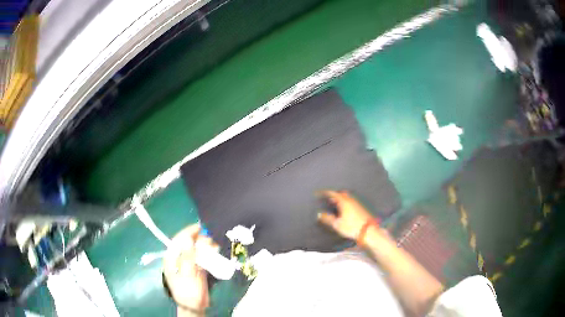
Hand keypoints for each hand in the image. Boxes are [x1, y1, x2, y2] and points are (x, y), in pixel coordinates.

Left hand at [163, 224, 216, 311]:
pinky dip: (208, 253)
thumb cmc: (188, 291)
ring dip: (205, 245)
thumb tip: (187, 238)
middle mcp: (179, 258)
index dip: (188, 232)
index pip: (178, 240)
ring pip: (196, 249)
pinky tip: (215, 252)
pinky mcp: (197, 268)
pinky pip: (202, 257)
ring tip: (215, 245)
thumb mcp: (187, 274)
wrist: (195, 306)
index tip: (200, 226)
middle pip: (188, 244)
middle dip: (199, 239)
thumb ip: (188, 257)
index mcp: (172, 259)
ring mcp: (188, 263)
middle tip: (211, 237)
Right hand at [317, 190, 375, 240]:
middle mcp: (351, 200)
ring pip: (346, 197)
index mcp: (344, 202)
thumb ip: (327, 218)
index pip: (333, 193)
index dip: (325, 193)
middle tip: (327, 199)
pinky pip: (351, 201)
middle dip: (333, 195)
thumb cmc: (351, 227)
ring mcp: (357, 203)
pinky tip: (344, 209)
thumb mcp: (337, 224)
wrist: (368, 230)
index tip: (319, 193)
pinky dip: (345, 202)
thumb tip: (319, 214)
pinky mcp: (361, 207)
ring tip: (334, 204)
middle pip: (340, 194)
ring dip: (340, 199)